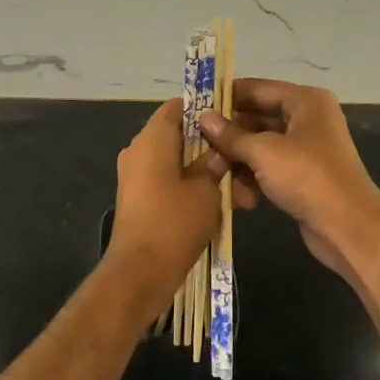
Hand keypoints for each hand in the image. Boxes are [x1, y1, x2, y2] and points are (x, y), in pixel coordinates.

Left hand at [105, 99, 255, 320]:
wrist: (139, 274)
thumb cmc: (174, 223)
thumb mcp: (207, 191)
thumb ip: (216, 164)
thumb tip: (220, 151)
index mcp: (152, 139)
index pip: (179, 106)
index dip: (207, 109)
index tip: (234, 121)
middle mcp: (139, 151)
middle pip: (181, 136)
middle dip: (214, 150)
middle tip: (243, 165)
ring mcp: (136, 176)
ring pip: (179, 163)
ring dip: (208, 175)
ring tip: (241, 198)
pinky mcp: (139, 199)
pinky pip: (170, 182)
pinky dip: (193, 189)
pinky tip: (222, 208)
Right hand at [200, 80, 379, 289]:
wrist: (349, 228)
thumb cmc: (307, 177)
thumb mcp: (264, 152)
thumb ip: (231, 135)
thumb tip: (202, 118)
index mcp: (305, 101)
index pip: (258, 89)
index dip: (226, 96)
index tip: (195, 104)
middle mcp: (308, 119)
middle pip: (258, 117)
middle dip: (229, 133)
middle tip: (195, 142)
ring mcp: (307, 149)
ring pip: (261, 146)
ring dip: (237, 159)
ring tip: (211, 171)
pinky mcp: (303, 176)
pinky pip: (270, 168)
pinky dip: (253, 178)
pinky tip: (235, 195)